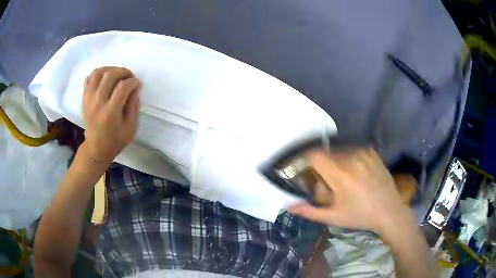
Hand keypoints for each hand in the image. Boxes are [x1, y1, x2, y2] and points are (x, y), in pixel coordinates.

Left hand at [81, 67, 140, 163]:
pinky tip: (105, 78)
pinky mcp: (84, 99)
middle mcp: (98, 103)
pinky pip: (89, 78)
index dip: (133, 82)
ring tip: (117, 74)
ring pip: (98, 73)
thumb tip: (135, 88)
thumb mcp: (131, 127)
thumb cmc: (115, 140)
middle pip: (110, 75)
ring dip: (110, 69)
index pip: (123, 87)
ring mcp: (89, 99)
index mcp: (110, 112)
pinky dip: (98, 74)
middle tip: (129, 76)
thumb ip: (134, 106)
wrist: (96, 148)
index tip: (138, 84)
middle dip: (123, 71)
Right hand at [288, 148, 409, 234]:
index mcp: (340, 174)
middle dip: (322, 165)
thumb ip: (310, 211)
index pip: (315, 155)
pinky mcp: (372, 152)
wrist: (389, 211)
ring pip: (339, 151)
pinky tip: (356, 172)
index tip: (308, 171)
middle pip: (326, 153)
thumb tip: (289, 207)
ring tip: (344, 178)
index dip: (307, 161)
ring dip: (336, 161)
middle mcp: (351, 158)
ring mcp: (363, 153)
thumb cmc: (360, 216)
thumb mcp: (334, 217)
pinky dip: (349, 158)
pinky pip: (352, 150)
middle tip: (328, 181)